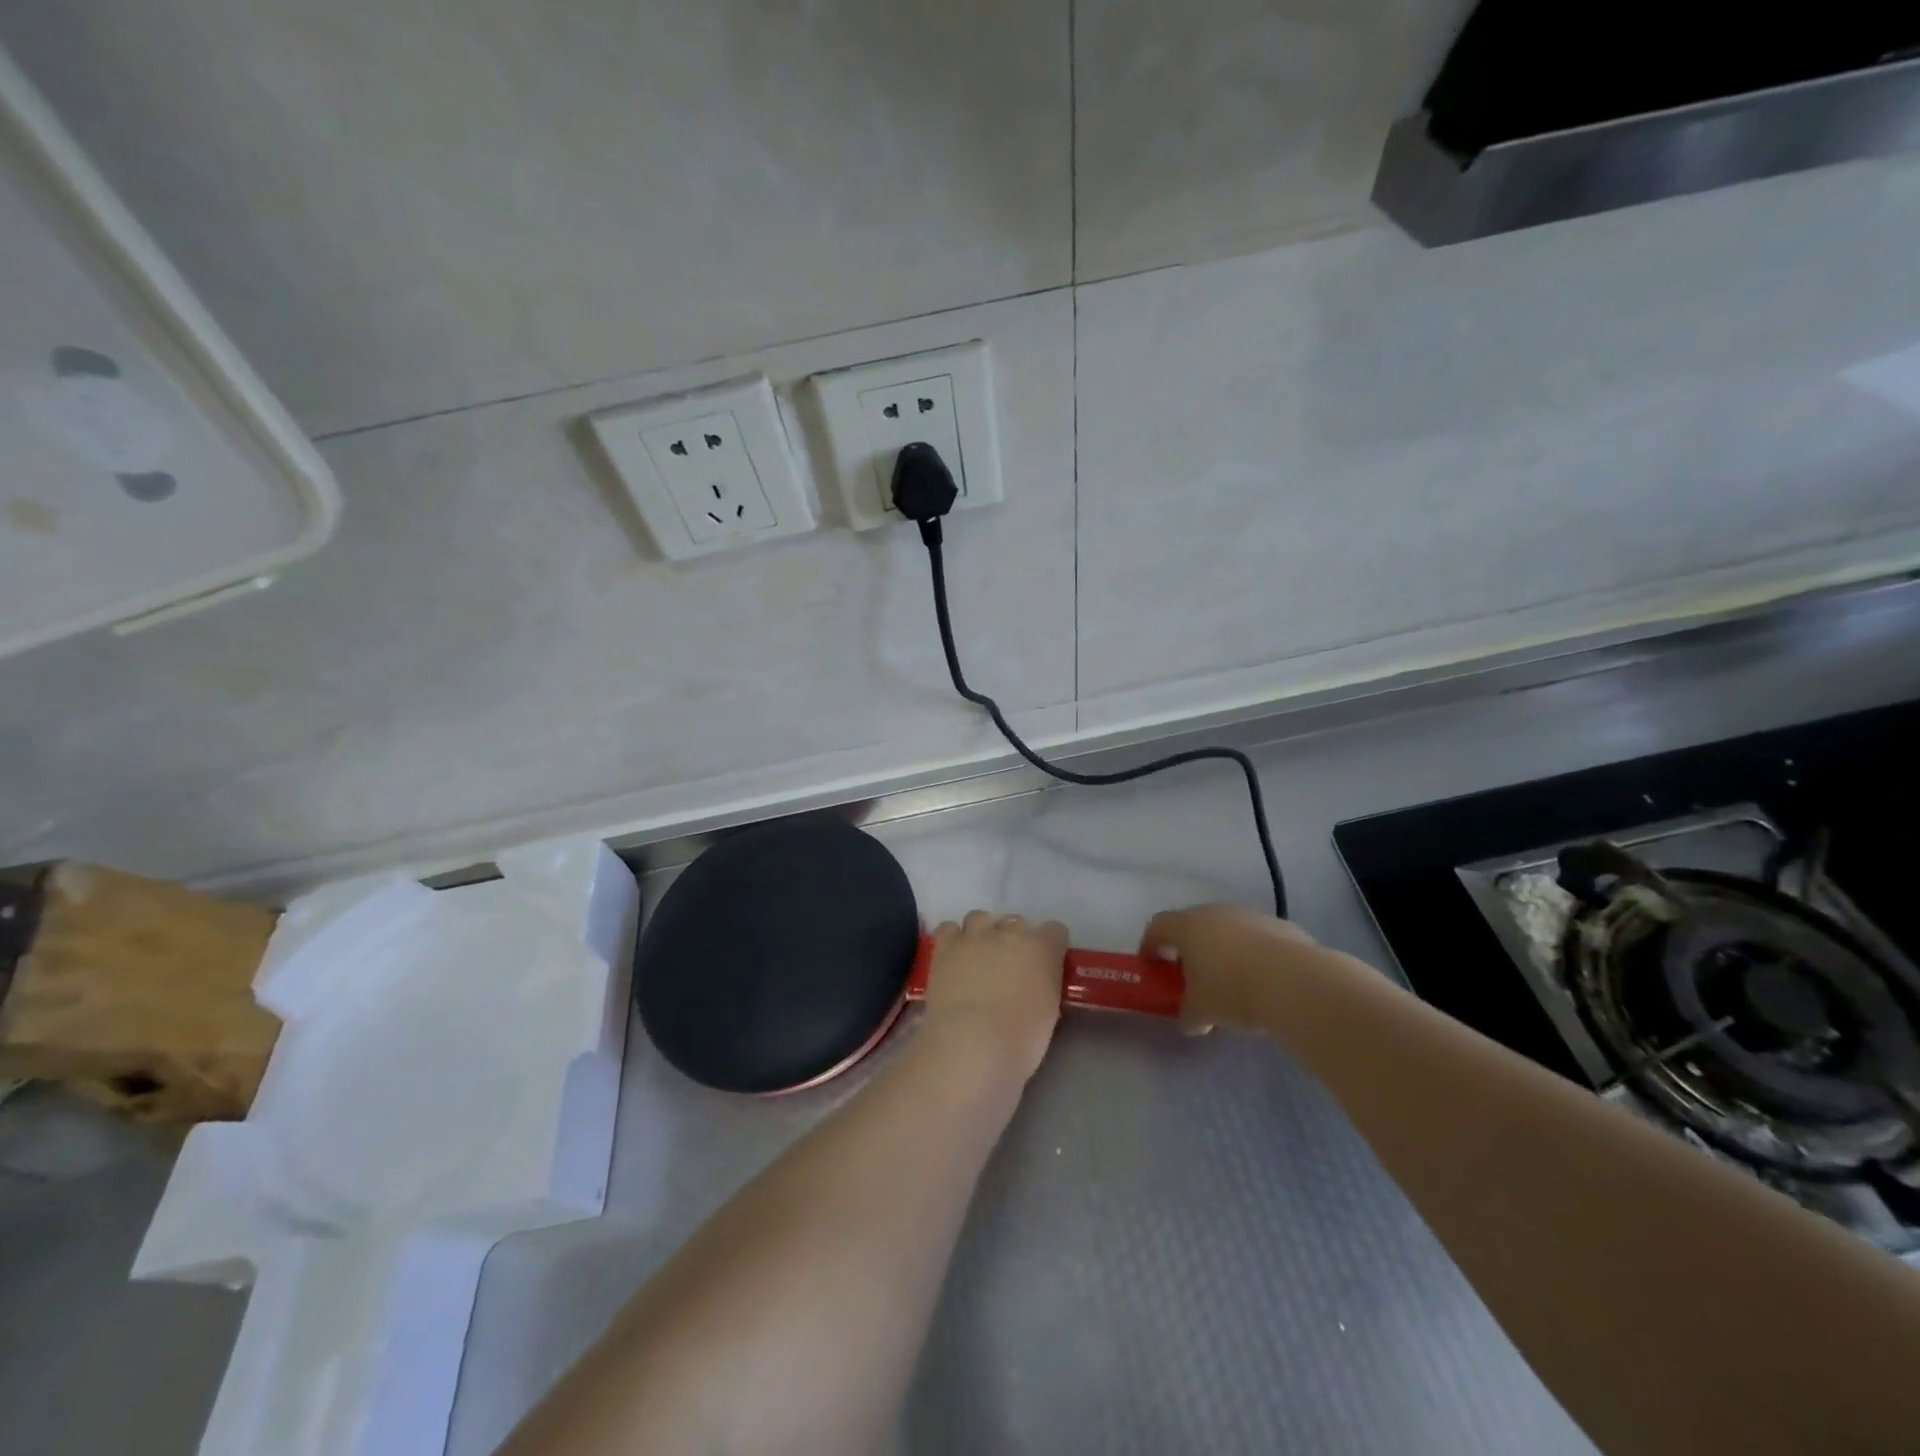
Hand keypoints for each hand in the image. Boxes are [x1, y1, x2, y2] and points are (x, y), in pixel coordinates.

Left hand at [921, 911, 1067, 1082]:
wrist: (972, 1043)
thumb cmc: (1020, 1039)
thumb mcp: (1049, 1013)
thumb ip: (1045, 986)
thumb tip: (1035, 984)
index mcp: (1042, 949)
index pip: (1055, 930)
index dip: (1051, 946)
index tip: (1045, 964)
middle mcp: (1010, 933)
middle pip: (1016, 922)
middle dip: (1014, 940)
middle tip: (1009, 967)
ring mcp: (975, 936)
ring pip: (980, 918)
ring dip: (982, 933)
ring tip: (977, 958)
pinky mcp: (946, 946)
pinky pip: (948, 928)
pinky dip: (952, 939)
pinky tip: (953, 958)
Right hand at [1140, 903, 1324, 1034]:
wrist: (1295, 981)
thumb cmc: (1232, 990)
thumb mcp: (1202, 1011)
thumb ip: (1190, 1014)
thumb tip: (1191, 1020)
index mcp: (1187, 926)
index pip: (1157, 926)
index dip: (1150, 945)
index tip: (1151, 965)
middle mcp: (1215, 912)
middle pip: (1193, 925)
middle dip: (1189, 950)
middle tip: (1192, 978)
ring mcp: (1250, 915)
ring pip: (1227, 930)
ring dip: (1223, 951)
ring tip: (1231, 982)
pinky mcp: (1280, 926)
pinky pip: (1256, 938)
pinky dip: (1252, 955)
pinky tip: (1262, 980)